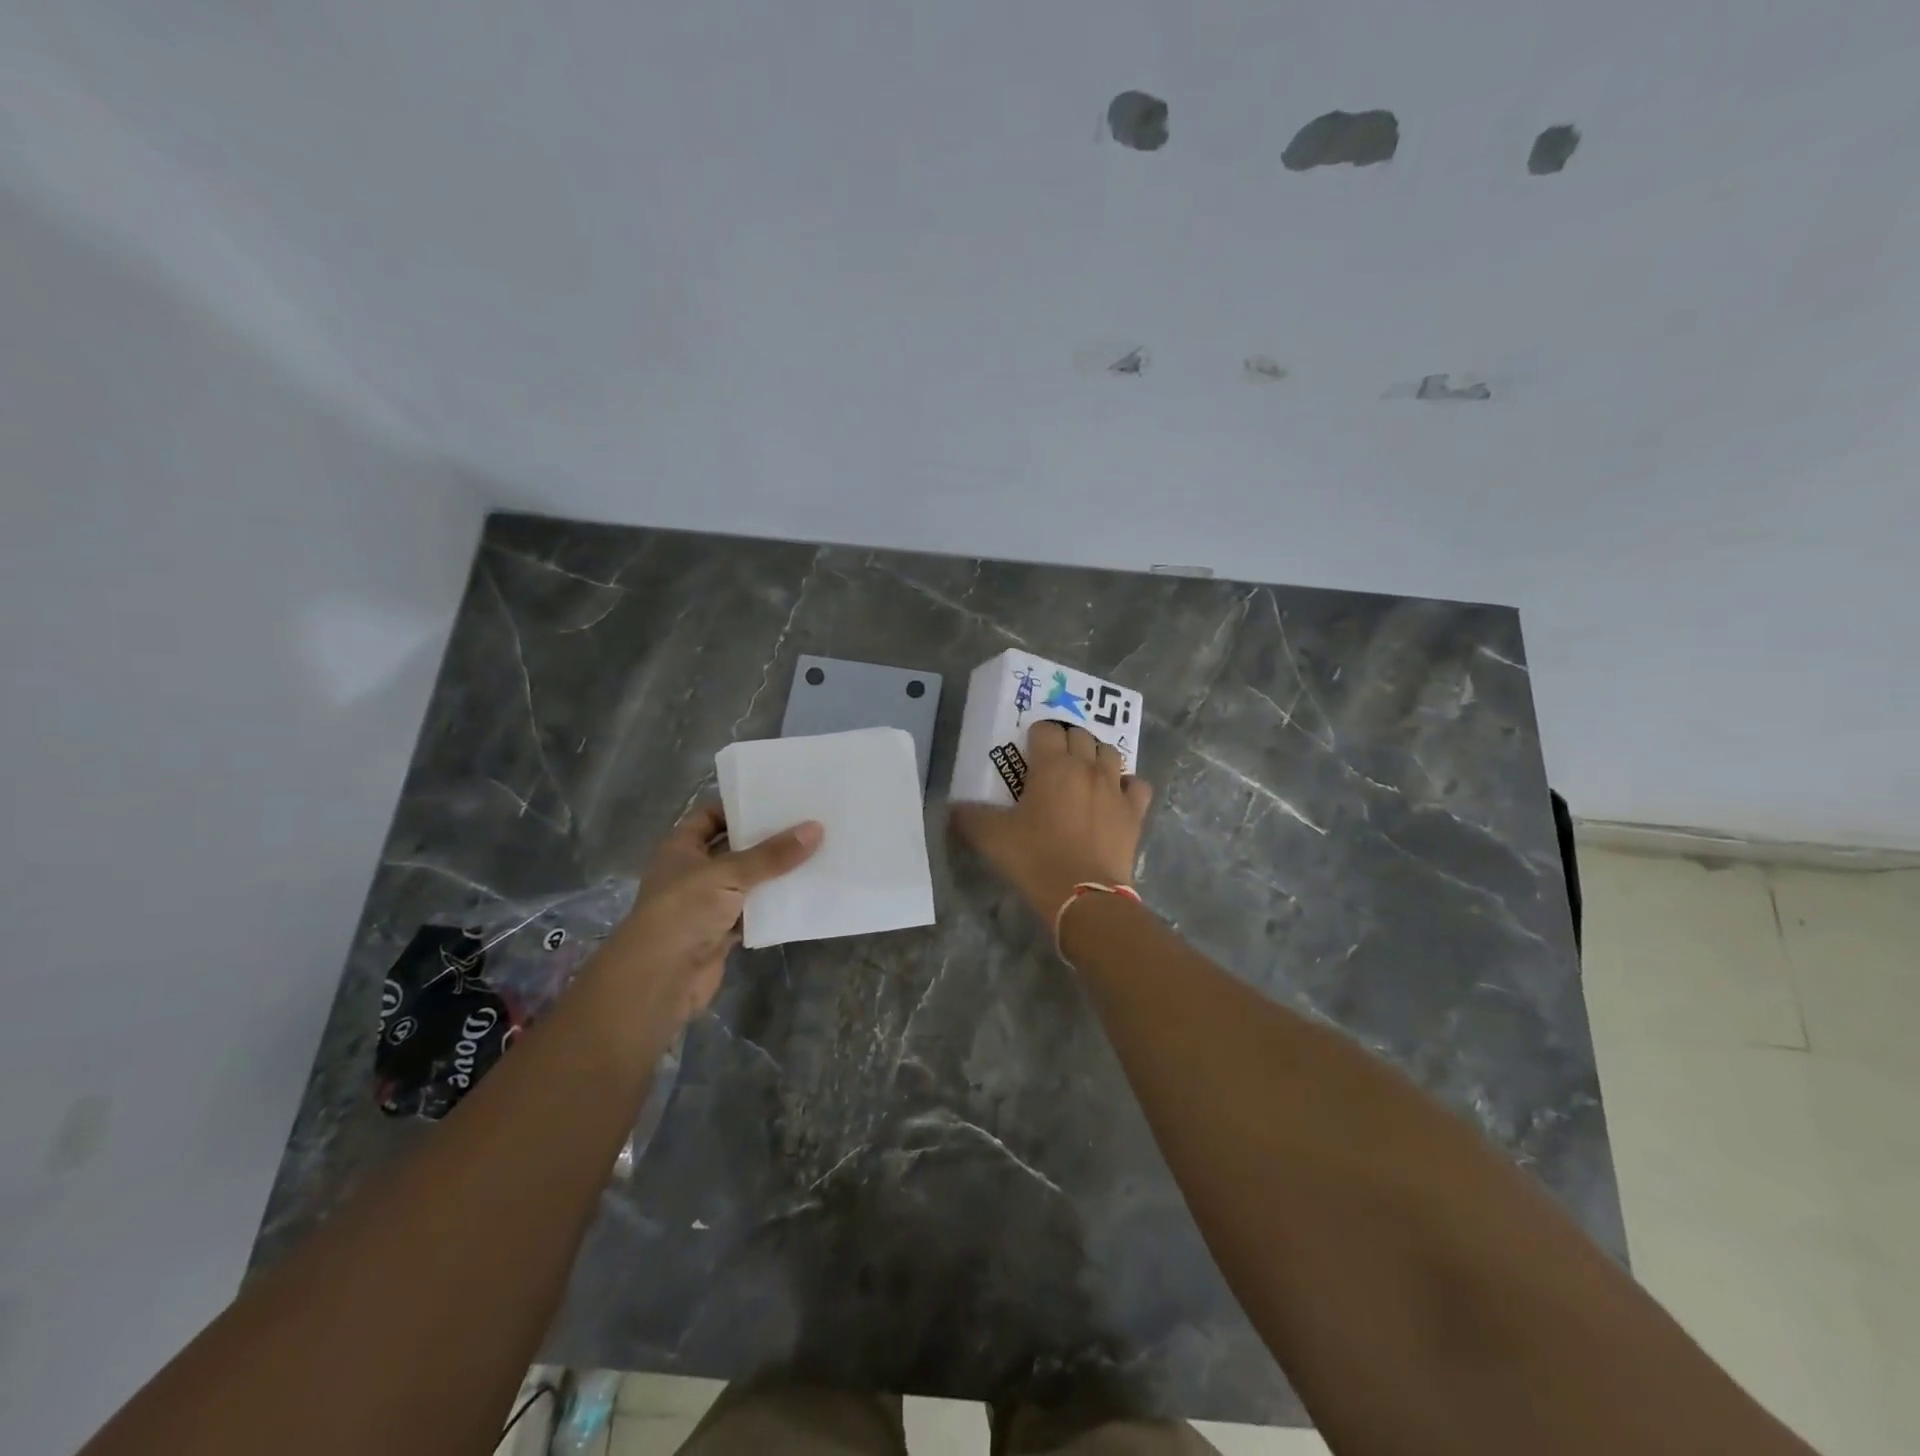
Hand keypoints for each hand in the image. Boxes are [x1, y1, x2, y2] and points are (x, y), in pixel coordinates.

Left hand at [607, 803, 821, 1024]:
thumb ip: (772, 854)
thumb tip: (815, 828)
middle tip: (806, 824)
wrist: (661, 978)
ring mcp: (707, 903)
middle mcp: (692, 872)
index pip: (710, 816)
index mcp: (681, 848)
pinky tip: (803, 893)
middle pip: (733, 848)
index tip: (777, 801)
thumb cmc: (684, 911)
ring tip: (815, 853)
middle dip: (765, 840)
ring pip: (747, 881)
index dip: (739, 807)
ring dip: (774, 874)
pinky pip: (753, 911)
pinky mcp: (721, 932)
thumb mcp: (729, 874)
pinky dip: (773, 906)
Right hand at [950, 721, 1152, 920]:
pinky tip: (1116, 796)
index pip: (1045, 729)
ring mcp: (1114, 788)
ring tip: (1084, 773)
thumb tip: (954, 808)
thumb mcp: (991, 838)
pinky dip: (1127, 785)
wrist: (1082, 895)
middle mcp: (1086, 767)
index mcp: (1052, 765)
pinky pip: (1137, 785)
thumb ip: (969, 817)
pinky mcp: (1134, 812)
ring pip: (1110, 753)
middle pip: (1080, 735)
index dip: (1035, 735)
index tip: (1027, 752)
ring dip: (1096, 756)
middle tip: (1053, 762)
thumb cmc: (1034, 858)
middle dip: (1066, 741)